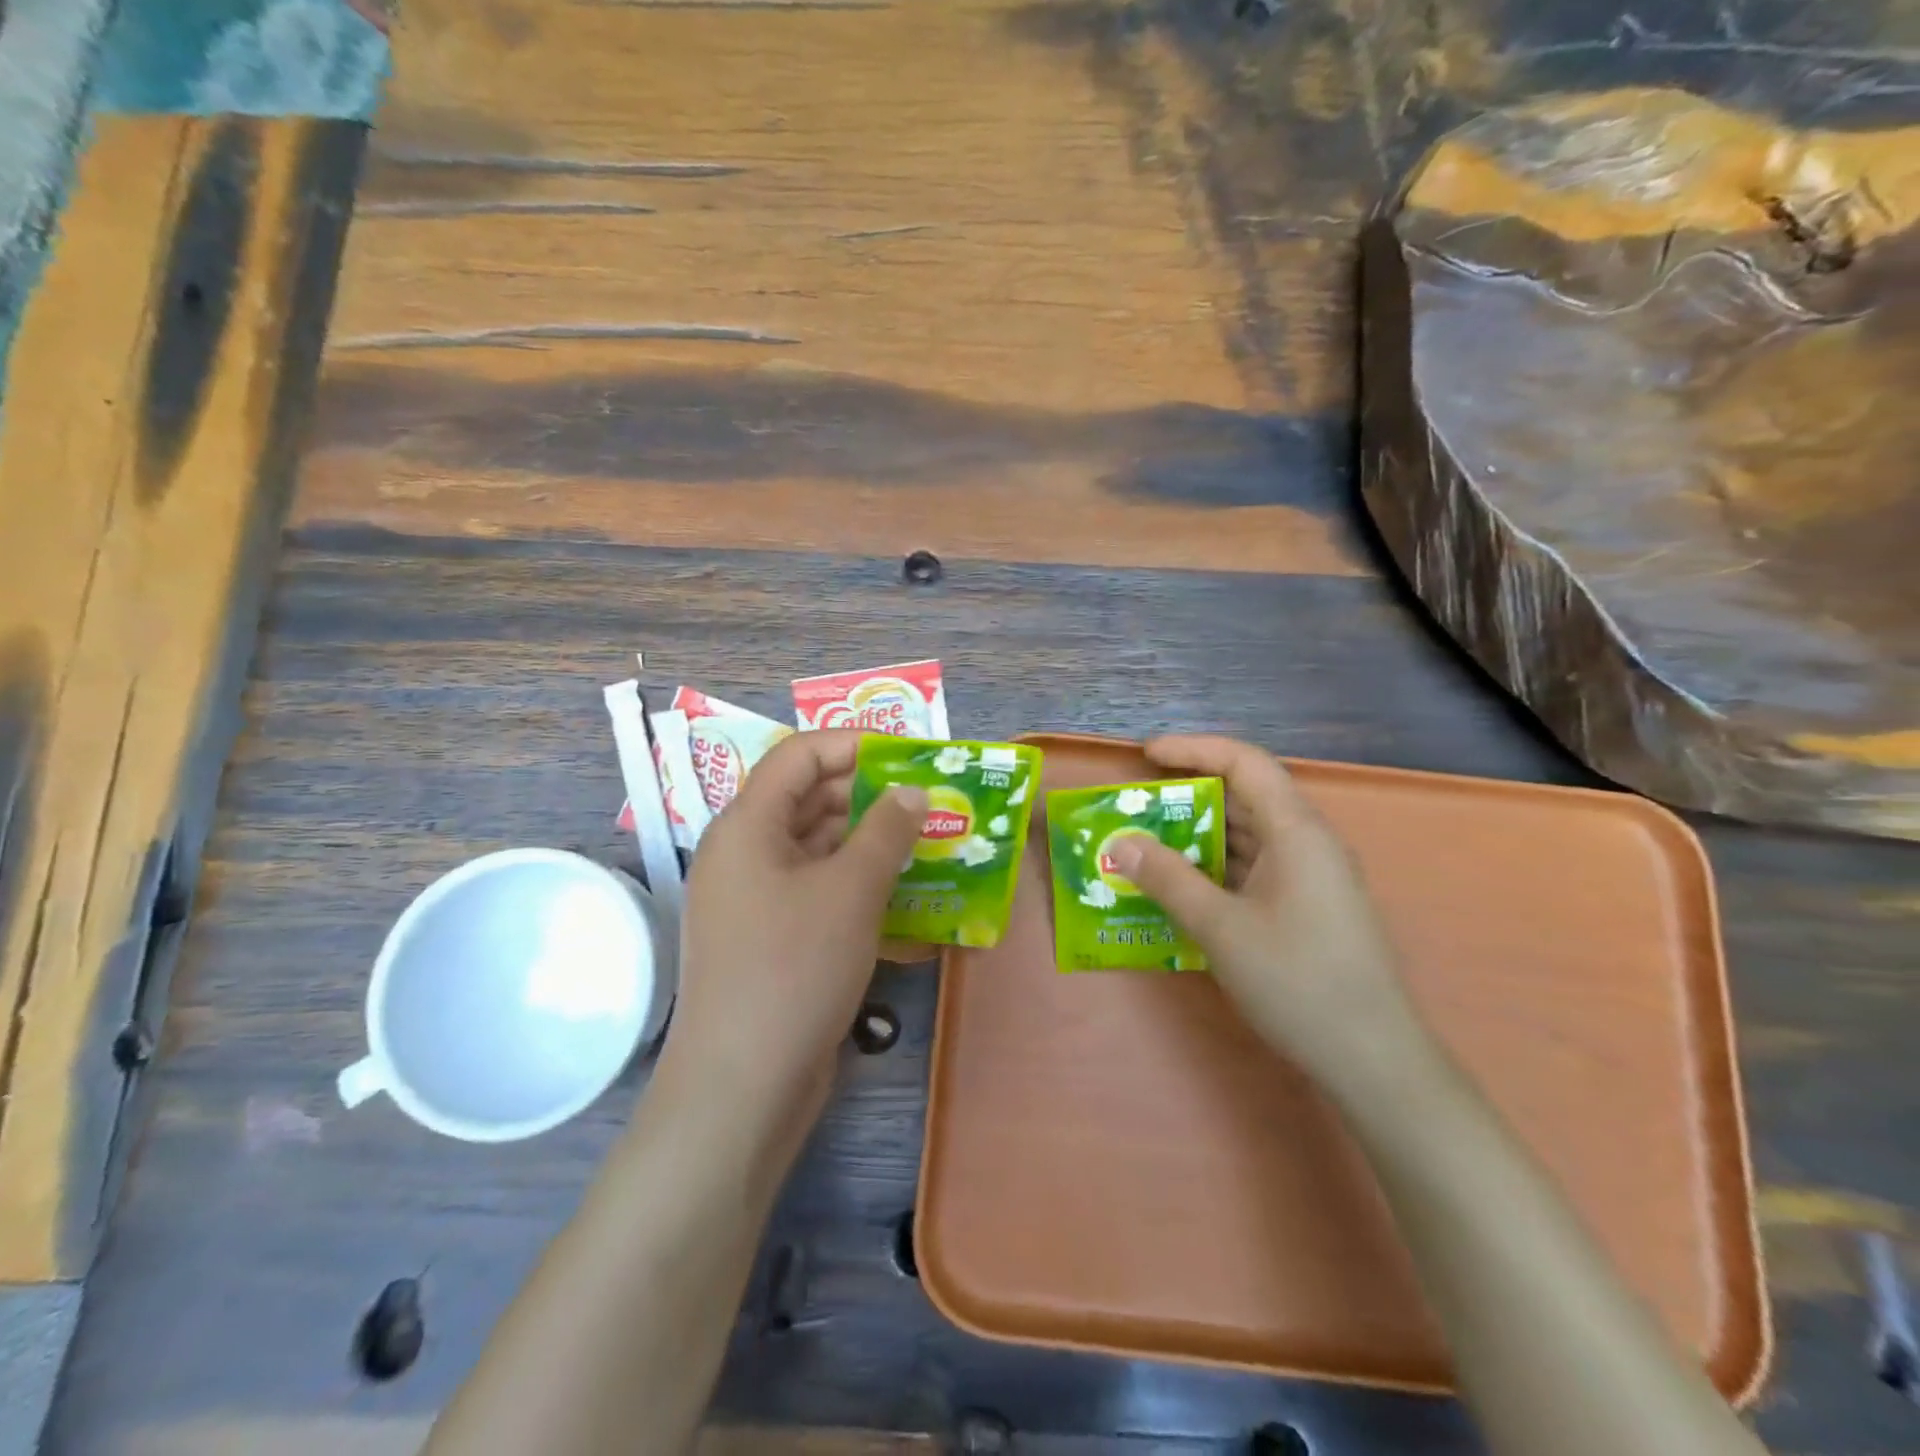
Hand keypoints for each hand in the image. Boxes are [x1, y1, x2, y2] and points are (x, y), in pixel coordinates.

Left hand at [655, 729, 927, 1140]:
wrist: (742, 1087)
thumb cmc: (794, 968)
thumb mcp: (851, 890)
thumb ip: (887, 830)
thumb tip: (913, 791)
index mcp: (748, 825)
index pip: (800, 756)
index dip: (855, 745)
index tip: (911, 755)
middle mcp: (745, 853)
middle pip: (810, 800)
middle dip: (872, 796)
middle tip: (932, 802)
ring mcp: (756, 899)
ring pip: (819, 850)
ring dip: (872, 844)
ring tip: (930, 844)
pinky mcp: (772, 939)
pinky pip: (819, 893)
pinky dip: (859, 888)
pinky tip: (906, 898)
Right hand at [1107, 735, 1425, 1086]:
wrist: (1373, 1061)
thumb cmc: (1298, 982)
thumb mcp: (1221, 928)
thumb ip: (1167, 879)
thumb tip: (1119, 843)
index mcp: (1297, 831)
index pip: (1245, 763)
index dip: (1193, 749)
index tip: (1145, 756)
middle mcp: (1308, 843)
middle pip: (1245, 796)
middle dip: (1188, 795)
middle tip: (1136, 807)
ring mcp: (1311, 877)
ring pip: (1248, 835)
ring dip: (1198, 835)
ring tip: (1146, 845)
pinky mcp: (1308, 906)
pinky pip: (1254, 868)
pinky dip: (1215, 868)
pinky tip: (1181, 887)